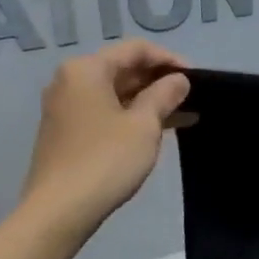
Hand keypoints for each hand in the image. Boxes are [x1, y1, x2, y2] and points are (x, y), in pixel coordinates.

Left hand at [22, 41, 190, 226]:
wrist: (60, 209)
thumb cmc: (106, 160)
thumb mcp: (144, 126)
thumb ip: (164, 96)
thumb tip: (178, 80)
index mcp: (86, 70)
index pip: (136, 50)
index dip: (170, 59)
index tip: (198, 79)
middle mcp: (70, 81)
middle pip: (123, 69)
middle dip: (160, 81)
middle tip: (193, 98)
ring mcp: (65, 108)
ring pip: (116, 94)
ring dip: (150, 101)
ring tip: (186, 116)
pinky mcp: (67, 132)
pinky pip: (106, 112)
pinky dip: (132, 116)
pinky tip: (159, 131)